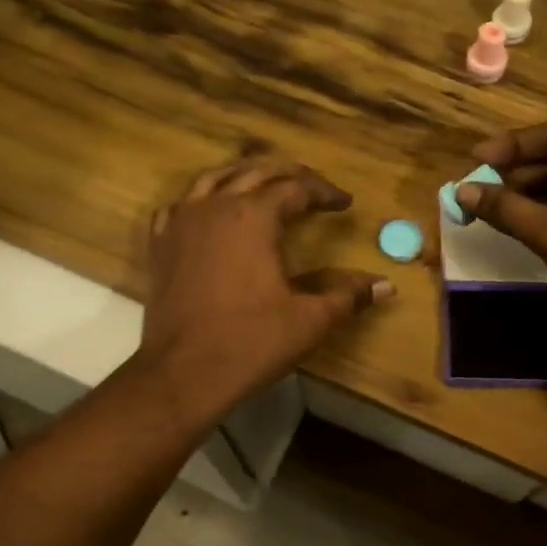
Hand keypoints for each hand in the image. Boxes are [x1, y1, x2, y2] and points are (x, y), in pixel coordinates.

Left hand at [136, 159, 393, 417]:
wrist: (183, 373)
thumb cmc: (251, 342)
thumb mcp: (309, 320)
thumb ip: (347, 296)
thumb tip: (386, 285)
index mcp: (254, 217)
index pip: (296, 188)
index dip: (324, 192)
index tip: (344, 203)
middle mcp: (216, 207)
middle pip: (256, 172)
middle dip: (288, 175)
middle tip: (312, 187)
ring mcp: (181, 223)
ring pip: (214, 179)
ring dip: (244, 176)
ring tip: (265, 185)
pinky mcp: (160, 244)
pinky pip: (180, 205)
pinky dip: (201, 200)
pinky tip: (210, 212)